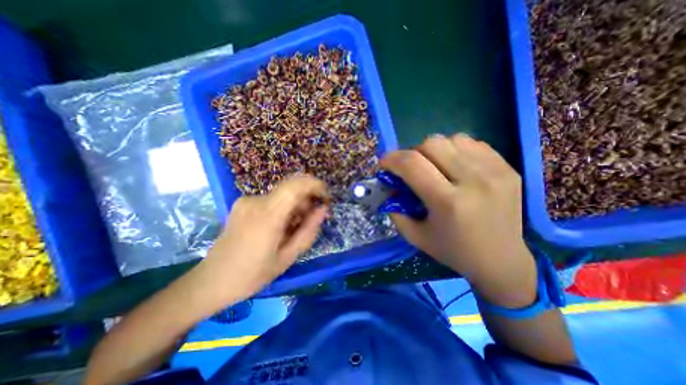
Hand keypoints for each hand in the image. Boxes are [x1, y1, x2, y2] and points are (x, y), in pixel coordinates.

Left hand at [196, 175, 328, 303]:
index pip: (295, 186)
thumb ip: (308, 231)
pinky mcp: (243, 203)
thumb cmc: (252, 275)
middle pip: (290, 187)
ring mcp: (247, 201)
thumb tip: (323, 209)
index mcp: (267, 217)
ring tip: (295, 227)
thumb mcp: (287, 257)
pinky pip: (272, 199)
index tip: (325, 197)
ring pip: (282, 194)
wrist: (211, 281)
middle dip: (307, 198)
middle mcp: (255, 202)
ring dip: (295, 205)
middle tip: (312, 218)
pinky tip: (281, 225)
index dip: (315, 185)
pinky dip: (284, 207)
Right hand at [380, 133, 535, 307]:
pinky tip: (455, 166)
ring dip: (435, 150)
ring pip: (452, 139)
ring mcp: (495, 171)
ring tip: (434, 166)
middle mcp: (473, 181)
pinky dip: (456, 150)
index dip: (392, 158)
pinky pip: (472, 143)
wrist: (501, 260)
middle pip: (432, 144)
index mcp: (448, 202)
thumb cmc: (453, 250)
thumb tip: (390, 186)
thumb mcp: (415, 236)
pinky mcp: (507, 168)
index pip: (412, 164)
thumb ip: (395, 210)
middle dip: (413, 153)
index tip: (384, 163)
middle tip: (411, 168)